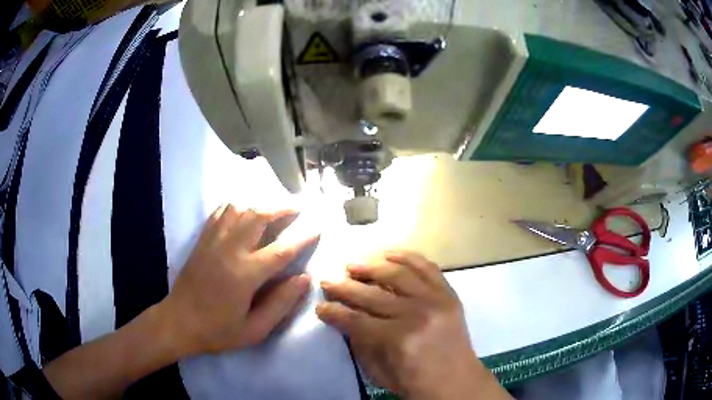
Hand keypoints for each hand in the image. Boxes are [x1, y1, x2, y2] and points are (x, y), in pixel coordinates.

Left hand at [158, 204, 316, 356]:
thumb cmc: (217, 330)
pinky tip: (244, 209)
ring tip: (274, 207)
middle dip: (282, 208)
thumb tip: (303, 278)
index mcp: (245, 274)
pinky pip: (220, 213)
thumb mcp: (254, 330)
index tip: (317, 227)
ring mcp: (213, 241)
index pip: (281, 250)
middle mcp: (230, 250)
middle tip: (298, 207)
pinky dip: (236, 206)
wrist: (178, 322)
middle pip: (259, 216)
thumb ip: (280, 304)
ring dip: (260, 204)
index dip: (302, 238)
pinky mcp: (202, 240)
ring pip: (239, 209)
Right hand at [317, 251, 509, 399]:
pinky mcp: (449, 294)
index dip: (335, 312)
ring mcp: (436, 300)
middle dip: (344, 288)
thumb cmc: (416, 383)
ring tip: (352, 265)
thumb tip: (344, 317)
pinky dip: (407, 257)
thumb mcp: (379, 372)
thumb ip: (360, 343)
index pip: (356, 320)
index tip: (320, 306)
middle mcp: (417, 314)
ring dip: (371, 267)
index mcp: (398, 339)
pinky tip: (388, 254)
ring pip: (398, 274)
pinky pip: (427, 267)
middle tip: (327, 281)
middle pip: (373, 295)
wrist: (457, 383)